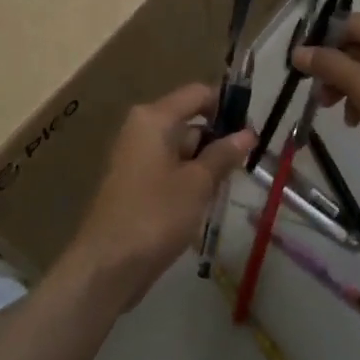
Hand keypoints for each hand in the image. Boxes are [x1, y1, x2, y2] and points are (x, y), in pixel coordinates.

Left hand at [66, 81, 252, 307]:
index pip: (197, 94)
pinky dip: (189, 177)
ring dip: (205, 162)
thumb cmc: (155, 215)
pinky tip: (206, 199)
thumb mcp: (197, 183)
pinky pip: (169, 167)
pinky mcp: (134, 182)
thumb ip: (223, 154)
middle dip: (218, 139)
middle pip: (189, 119)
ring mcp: (135, 156)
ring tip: (230, 184)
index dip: (227, 106)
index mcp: (153, 118)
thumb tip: (248, 133)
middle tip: (247, 163)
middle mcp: (141, 129)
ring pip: (181, 146)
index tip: (252, 130)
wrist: (107, 266)